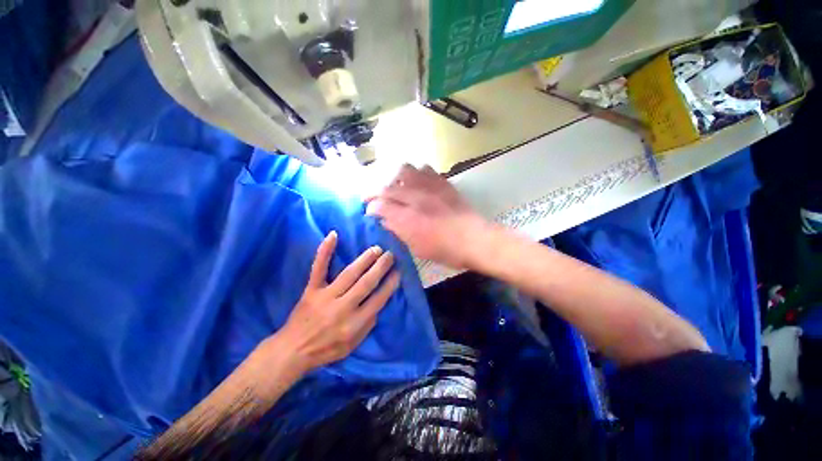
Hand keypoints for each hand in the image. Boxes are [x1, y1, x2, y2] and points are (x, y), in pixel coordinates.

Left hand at [275, 231, 399, 373]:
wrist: (293, 351)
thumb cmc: (326, 349)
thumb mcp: (353, 345)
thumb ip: (368, 324)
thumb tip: (378, 302)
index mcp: (354, 323)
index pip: (378, 299)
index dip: (390, 284)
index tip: (398, 272)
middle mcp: (343, 307)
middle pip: (366, 283)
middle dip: (381, 267)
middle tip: (390, 255)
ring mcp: (326, 296)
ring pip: (349, 273)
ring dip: (365, 259)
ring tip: (376, 249)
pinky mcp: (311, 290)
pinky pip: (319, 268)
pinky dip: (325, 251)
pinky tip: (333, 235)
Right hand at [366, 164, 488, 268]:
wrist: (473, 238)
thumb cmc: (445, 250)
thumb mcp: (417, 248)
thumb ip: (398, 232)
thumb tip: (385, 221)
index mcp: (406, 218)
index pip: (379, 205)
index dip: (370, 207)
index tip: (369, 212)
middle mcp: (414, 198)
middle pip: (387, 187)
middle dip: (376, 193)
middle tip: (376, 200)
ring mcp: (429, 187)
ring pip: (404, 171)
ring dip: (396, 179)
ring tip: (398, 188)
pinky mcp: (442, 182)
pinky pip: (424, 169)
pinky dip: (416, 174)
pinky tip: (417, 183)